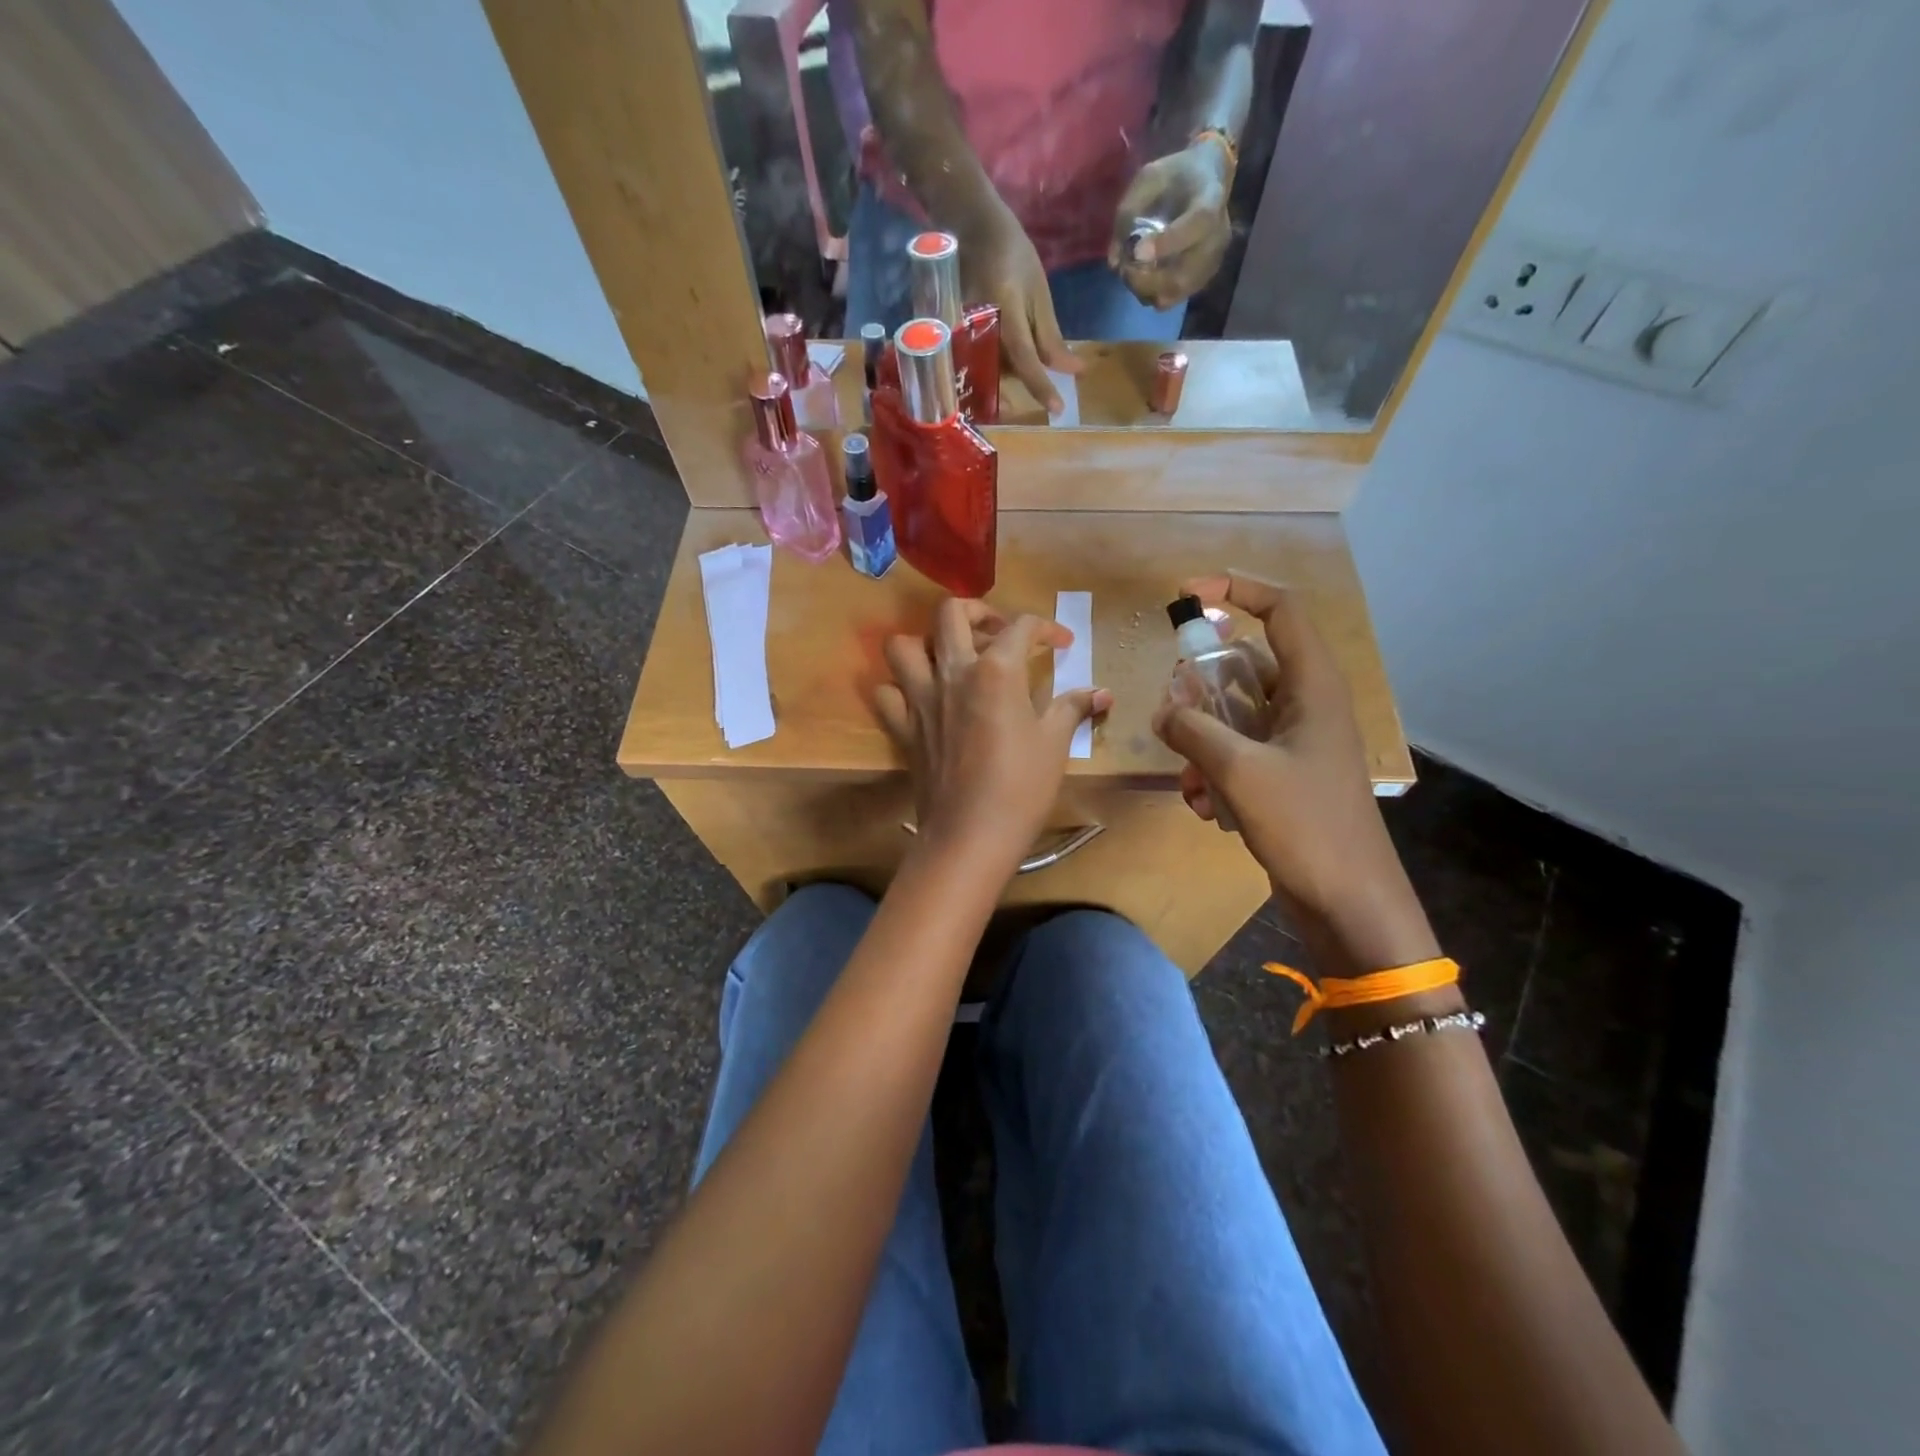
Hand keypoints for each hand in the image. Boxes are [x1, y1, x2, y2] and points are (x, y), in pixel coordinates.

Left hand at [876, 600, 1111, 872]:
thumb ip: (1074, 708)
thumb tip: (1102, 693)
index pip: (1020, 626)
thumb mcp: (1054, 744)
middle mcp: (952, 673)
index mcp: (996, 670)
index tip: (1061, 644)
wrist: (970, 835)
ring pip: (904, 645)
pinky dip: (899, 687)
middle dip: (978, 611)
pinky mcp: (903, 727)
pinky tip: (921, 697)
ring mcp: (920, 699)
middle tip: (998, 634)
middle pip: (951, 613)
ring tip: (952, 658)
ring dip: (927, 642)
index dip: (1046, 628)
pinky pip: (886, 693)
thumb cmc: (1021, 788)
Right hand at [955, 203, 1081, 413]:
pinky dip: (991, 369)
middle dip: (1021, 388)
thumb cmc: (1011, 253)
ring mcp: (959, 329)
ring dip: (1005, 381)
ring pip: (985, 370)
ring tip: (1021, 379)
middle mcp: (978, 322)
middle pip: (1001, 371)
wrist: (970, 225)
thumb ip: (1050, 335)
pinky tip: (1002, 368)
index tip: (1057, 410)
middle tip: (1042, 396)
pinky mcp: (951, 333)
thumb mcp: (1038, 290)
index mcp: (1005, 307)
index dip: (1040, 385)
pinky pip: (973, 361)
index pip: (1024, 356)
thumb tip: (1071, 370)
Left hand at [1108, 141, 1233, 309]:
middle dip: (1146, 280)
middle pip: (1182, 275)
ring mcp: (1212, 262)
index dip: (1166, 243)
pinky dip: (1154, 294)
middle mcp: (1217, 237)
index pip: (1196, 225)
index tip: (1137, 251)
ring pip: (1175, 293)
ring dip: (1146, 290)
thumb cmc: (1176, 175)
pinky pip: (1174, 298)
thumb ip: (1128, 213)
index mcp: (1210, 200)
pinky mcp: (1203, 279)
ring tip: (1131, 274)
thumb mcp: (1149, 178)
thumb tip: (1114, 262)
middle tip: (1125, 269)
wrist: (1208, 180)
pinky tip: (1143, 278)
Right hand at [1151, 574, 1431, 962]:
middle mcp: (1306, 705)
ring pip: (1234, 714)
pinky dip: (1212, 771)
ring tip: (1189, 780)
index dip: (1236, 590)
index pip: (1280, 610)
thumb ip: (1194, 730)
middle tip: (1173, 711)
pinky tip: (1203, 807)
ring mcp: (1295, 743)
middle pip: (1245, 665)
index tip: (1187, 594)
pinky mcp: (1284, 776)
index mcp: (1313, 687)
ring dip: (1201, 739)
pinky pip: (1237, 752)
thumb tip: (1164, 710)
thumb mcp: (1239, 771)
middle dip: (1201, 686)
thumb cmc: (1306, 825)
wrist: (1347, 900)